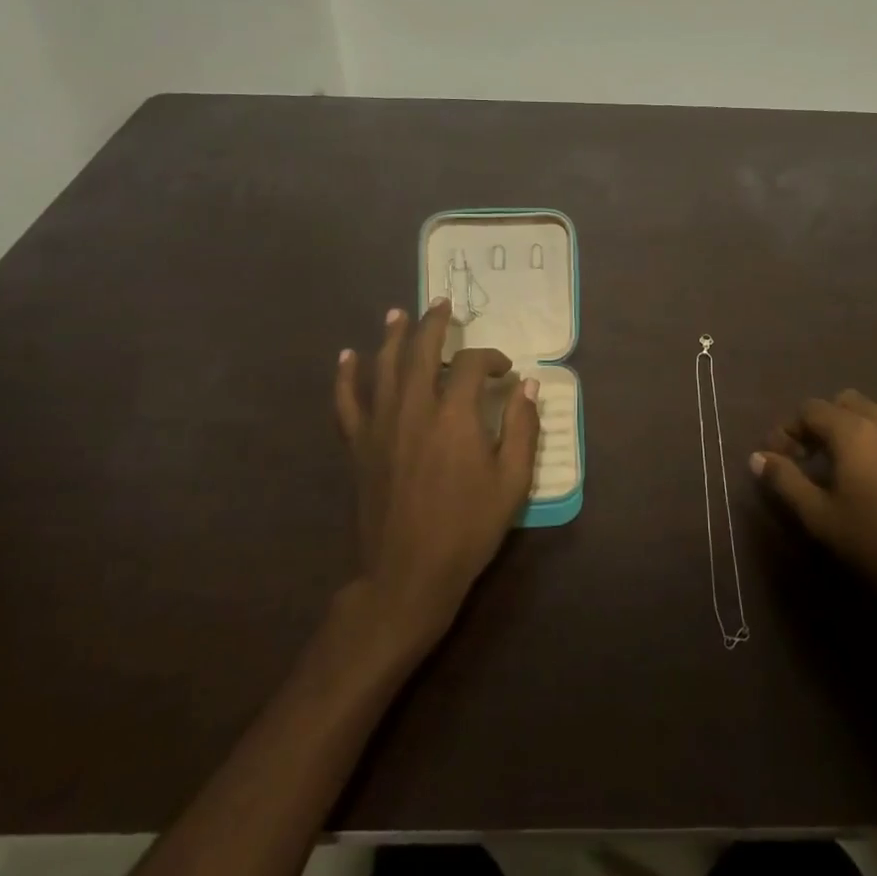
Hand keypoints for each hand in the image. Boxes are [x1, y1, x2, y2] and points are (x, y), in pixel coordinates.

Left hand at [333, 299, 539, 650]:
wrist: (408, 573)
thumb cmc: (468, 528)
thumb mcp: (512, 482)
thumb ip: (523, 429)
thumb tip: (530, 387)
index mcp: (454, 415)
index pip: (472, 365)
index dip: (491, 359)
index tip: (506, 371)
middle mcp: (414, 408)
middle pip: (422, 351)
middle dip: (434, 323)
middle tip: (443, 303)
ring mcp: (380, 425)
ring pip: (384, 366)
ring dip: (393, 336)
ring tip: (399, 313)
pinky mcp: (359, 445)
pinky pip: (347, 401)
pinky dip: (346, 376)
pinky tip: (347, 356)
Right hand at [753, 390, 876, 634]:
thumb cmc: (873, 544)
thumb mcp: (818, 516)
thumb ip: (785, 480)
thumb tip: (757, 457)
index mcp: (853, 431)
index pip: (810, 409)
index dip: (788, 429)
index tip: (778, 458)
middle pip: (844, 402)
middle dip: (821, 422)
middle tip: (808, 456)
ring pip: (875, 410)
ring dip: (853, 425)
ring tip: (843, 460)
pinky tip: (876, 472)